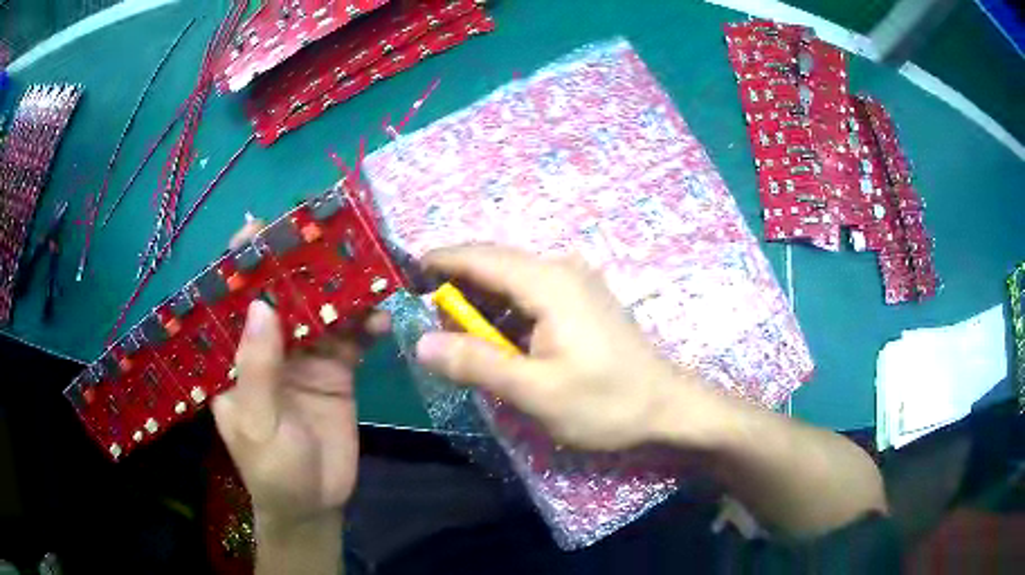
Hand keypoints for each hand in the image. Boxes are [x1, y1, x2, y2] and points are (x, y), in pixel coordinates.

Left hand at [211, 222, 387, 528]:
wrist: (316, 504)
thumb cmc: (273, 469)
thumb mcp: (258, 424)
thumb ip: (258, 370)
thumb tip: (261, 306)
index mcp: (235, 356)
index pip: (230, 301)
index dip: (240, 264)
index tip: (259, 228)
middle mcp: (268, 346)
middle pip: (280, 294)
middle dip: (300, 265)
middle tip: (327, 237)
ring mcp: (304, 355)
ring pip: (320, 310)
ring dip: (341, 292)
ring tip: (365, 276)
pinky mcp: (336, 369)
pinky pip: (351, 337)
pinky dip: (366, 324)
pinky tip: (380, 321)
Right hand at [414, 245, 722, 450]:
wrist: (667, 408)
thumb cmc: (605, 402)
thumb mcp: (535, 391)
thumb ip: (475, 364)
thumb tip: (421, 343)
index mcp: (547, 281)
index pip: (479, 257)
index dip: (438, 262)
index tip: (403, 275)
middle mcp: (560, 269)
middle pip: (493, 266)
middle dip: (456, 289)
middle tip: (430, 325)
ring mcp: (575, 283)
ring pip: (510, 282)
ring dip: (480, 306)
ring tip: (460, 342)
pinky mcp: (581, 301)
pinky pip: (530, 296)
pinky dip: (505, 315)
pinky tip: (499, 344)